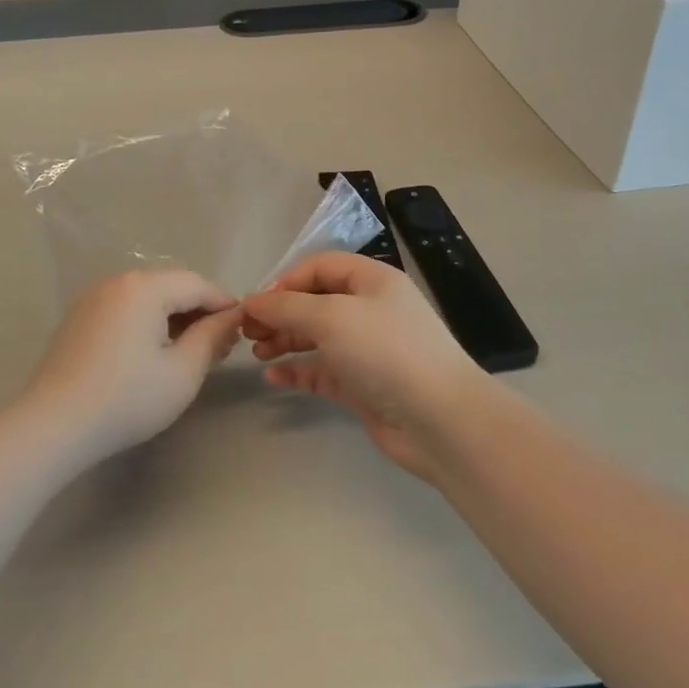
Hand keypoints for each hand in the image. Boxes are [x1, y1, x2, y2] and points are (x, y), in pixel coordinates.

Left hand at [23, 270, 242, 461]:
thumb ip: (212, 337)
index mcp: (145, 286)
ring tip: (191, 352)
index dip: (224, 304)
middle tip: (220, 347)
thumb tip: (231, 318)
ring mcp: (93, 297)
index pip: (197, 284)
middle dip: (199, 312)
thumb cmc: (126, 399)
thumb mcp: (183, 372)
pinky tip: (154, 353)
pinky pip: (124, 309)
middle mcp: (118, 281)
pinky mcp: (79, 317)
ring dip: (173, 318)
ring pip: (147, 297)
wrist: (52, 425)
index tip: (244, 330)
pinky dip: (146, 323)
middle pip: (171, 286)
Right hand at [241, 253, 486, 477]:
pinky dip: (299, 371)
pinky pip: (323, 371)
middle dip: (280, 313)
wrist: (441, 420)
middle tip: (247, 332)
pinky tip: (274, 377)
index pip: (319, 267)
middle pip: (315, 302)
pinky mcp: (364, 385)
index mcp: (371, 280)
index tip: (256, 304)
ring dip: (285, 340)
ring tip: (256, 353)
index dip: (285, 281)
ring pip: (317, 337)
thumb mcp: (332, 317)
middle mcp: (370, 310)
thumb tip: (251, 300)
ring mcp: (368, 349)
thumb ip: (287, 306)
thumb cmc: (386, 352)